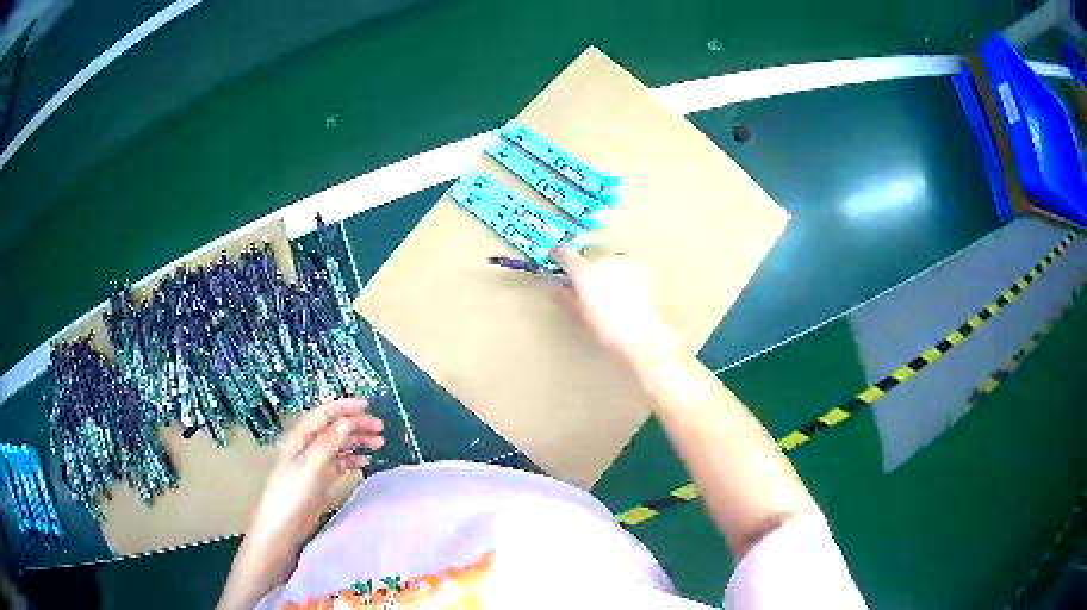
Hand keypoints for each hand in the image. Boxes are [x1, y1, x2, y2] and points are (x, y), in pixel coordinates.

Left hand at [247, 398, 383, 546]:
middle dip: (356, 425)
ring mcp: (313, 464)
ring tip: (378, 443)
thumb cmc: (294, 493)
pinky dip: (352, 459)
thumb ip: (329, 442)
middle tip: (380, 428)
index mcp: (300, 437)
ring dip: (357, 441)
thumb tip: (347, 421)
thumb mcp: (312, 465)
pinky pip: (339, 463)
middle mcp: (307, 446)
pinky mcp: (319, 480)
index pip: (324, 414)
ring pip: (338, 445)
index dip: (345, 407)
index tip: (368, 406)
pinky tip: (365, 462)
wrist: (283, 526)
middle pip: (333, 428)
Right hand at [550, 246, 675, 360]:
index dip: (557, 255)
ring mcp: (624, 260)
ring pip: (607, 258)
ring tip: (609, 288)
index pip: (563, 253)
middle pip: (587, 256)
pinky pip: (626, 263)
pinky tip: (626, 287)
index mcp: (583, 271)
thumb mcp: (577, 315)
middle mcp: (602, 259)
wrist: (639, 334)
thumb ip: (562, 296)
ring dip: (604, 267)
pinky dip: (623, 271)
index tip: (556, 260)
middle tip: (587, 284)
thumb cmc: (604, 329)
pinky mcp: (640, 265)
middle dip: (584, 267)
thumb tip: (551, 285)